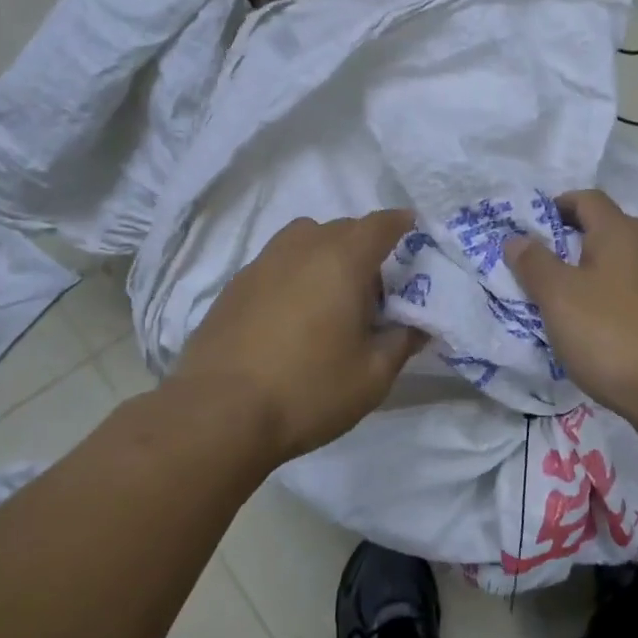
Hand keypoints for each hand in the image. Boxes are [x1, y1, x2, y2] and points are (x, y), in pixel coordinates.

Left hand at [171, 211, 427, 463]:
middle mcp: (302, 249)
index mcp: (342, 260)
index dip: (400, 224)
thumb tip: (418, 325)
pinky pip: (276, 262)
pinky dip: (294, 272)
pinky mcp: (234, 286)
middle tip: (376, 284)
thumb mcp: (372, 376)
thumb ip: (402, 342)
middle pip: (342, 228)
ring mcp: (262, 264)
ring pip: (304, 239)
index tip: (412, 230)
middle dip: (364, 244)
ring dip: (325, 252)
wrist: (219, 414)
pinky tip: (292, 312)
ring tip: (331, 293)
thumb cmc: (308, 390)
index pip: (380, 225)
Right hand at [503, 189, 637, 434]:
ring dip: (580, 273)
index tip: (526, 227)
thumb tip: (517, 239)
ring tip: (548, 296)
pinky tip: (579, 324)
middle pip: (600, 229)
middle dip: (564, 240)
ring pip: (610, 264)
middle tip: (531, 262)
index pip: (586, 198)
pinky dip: (597, 298)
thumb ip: (534, 263)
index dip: (555, 205)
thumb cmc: (611, 333)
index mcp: (619, 232)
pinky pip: (620, 292)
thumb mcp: (558, 296)